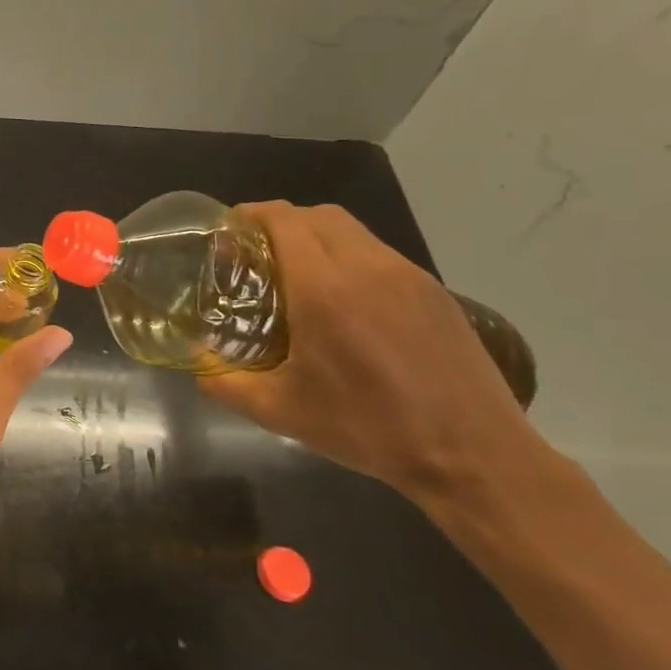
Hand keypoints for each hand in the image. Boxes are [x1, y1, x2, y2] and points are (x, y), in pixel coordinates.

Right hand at [199, 202, 541, 502]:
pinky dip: (350, 257)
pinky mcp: (435, 291)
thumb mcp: (281, 412)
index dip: (250, 215)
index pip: (283, 219)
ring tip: (299, 275)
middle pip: (317, 214)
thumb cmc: (367, 428)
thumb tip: (197, 362)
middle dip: (281, 221)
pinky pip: (380, 254)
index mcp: (324, 288)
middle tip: (258, 253)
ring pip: (352, 230)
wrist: (472, 455)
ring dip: (317, 237)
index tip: (229, 232)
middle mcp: (367, 267)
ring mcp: (407, 276)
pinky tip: (346, 302)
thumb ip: (225, 382)